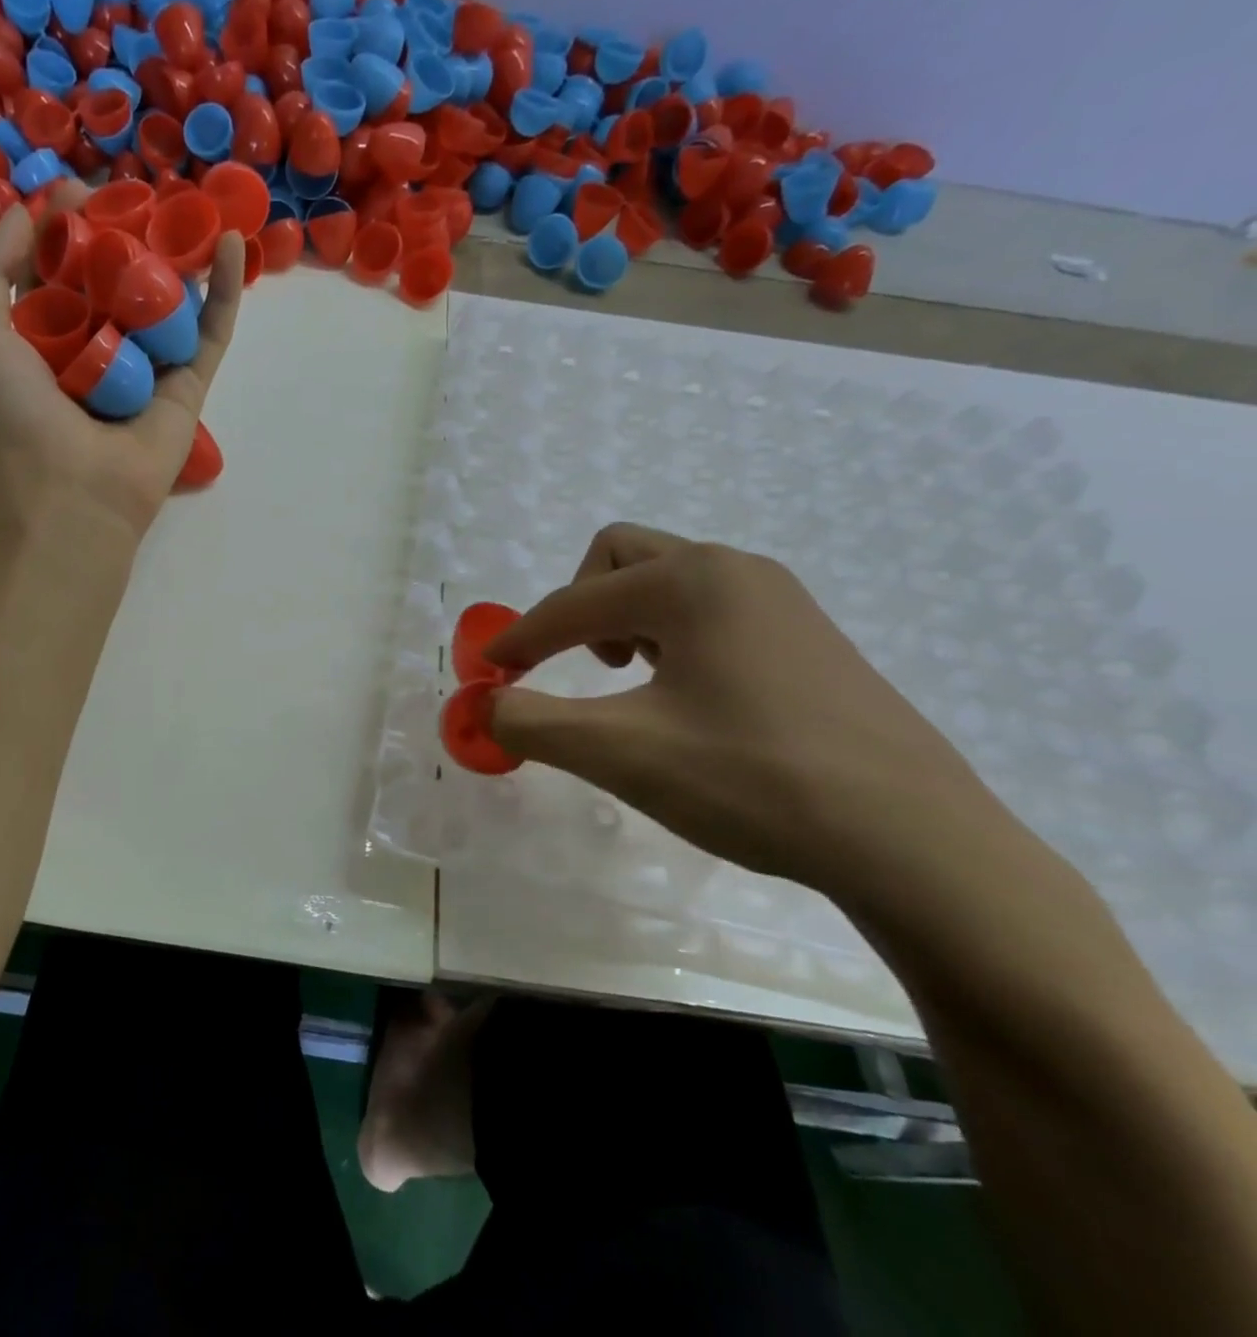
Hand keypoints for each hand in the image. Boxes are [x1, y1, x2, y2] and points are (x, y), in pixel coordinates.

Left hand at [0, 186, 245, 544]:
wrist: (74, 489)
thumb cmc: (18, 414)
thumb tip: (31, 217)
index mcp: (45, 338)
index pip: (60, 270)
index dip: (68, 228)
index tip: (79, 193)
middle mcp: (99, 349)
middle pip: (118, 280)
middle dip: (127, 235)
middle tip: (137, 195)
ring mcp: (148, 367)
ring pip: (169, 301)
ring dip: (179, 255)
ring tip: (189, 207)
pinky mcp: (189, 386)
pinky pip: (210, 332)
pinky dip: (226, 290)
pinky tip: (235, 245)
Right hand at [485, 523, 1012, 900]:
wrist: (914, 840)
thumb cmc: (753, 780)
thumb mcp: (621, 753)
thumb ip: (533, 723)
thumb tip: (484, 708)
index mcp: (688, 582)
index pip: (573, 603)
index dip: (519, 639)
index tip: (488, 675)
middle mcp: (734, 570)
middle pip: (622, 558)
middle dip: (579, 606)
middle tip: (578, 666)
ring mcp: (779, 601)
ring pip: (669, 582)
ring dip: (626, 620)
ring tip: (631, 686)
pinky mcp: (806, 638)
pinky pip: (710, 611)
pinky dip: (671, 638)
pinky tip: (687, 699)